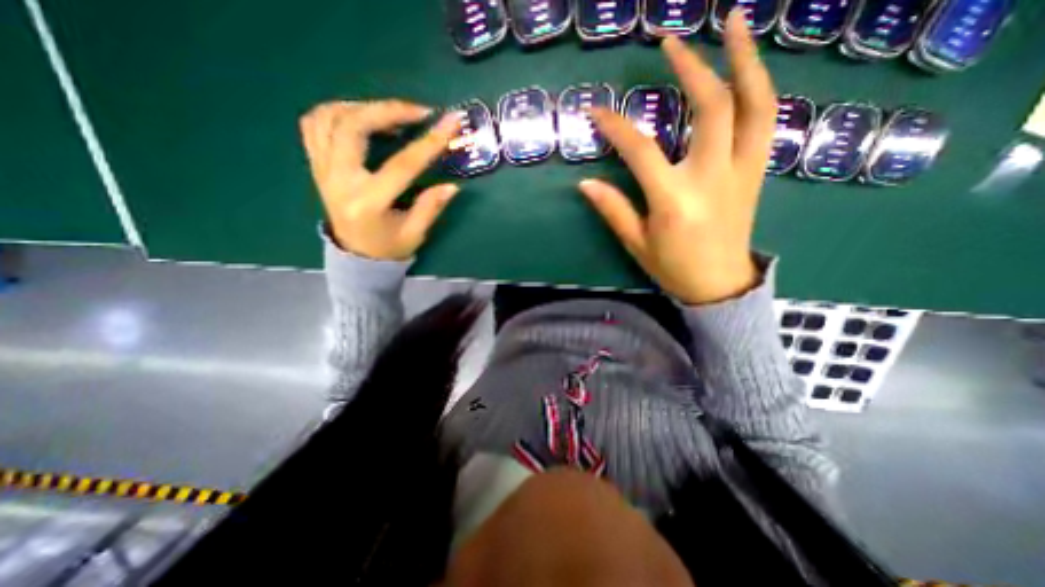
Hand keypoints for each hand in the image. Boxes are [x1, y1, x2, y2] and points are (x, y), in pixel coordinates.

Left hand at [299, 99, 457, 258]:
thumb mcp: (414, 234)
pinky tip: (362, 117)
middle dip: (389, 110)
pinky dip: (337, 111)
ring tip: (392, 114)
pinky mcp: (316, 165)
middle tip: (419, 111)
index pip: (402, 165)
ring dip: (363, 107)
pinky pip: (314, 124)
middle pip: (353, 127)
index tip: (451, 121)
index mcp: (368, 203)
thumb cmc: (388, 248)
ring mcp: (322, 170)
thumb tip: (452, 186)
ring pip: (329, 117)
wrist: (355, 256)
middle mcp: (338, 181)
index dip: (429, 142)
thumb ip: (430, 208)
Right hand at [579, 10, 773, 306]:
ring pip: (755, 104)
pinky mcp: (756, 172)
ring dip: (745, 59)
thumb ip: (613, 209)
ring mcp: (741, 172)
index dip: (616, 126)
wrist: (719, 285)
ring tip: (733, 23)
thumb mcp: (636, 243)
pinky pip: (766, 121)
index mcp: (674, 200)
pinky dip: (758, 89)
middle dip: (691, 67)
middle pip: (712, 108)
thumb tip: (585, 184)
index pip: (641, 151)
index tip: (596, 110)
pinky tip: (747, 71)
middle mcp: (712, 177)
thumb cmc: (673, 267)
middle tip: (670, 41)